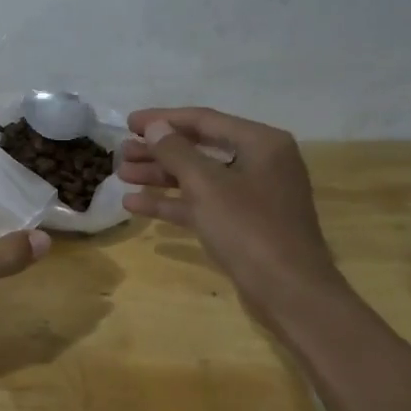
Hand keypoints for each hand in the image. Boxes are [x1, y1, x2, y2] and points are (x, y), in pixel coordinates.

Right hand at [118, 106, 344, 324]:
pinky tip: (135, 205)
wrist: (288, 291)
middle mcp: (259, 163)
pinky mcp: (241, 224)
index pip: (205, 119)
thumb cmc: (250, 228)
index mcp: (261, 143)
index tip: (128, 123)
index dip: (163, 119)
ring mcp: (251, 196)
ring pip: (197, 178)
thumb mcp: (207, 185)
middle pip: (199, 148)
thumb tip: (154, 127)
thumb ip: (177, 152)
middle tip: (122, 153)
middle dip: (158, 151)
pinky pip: (201, 205)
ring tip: (122, 175)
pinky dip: (171, 203)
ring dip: (159, 176)